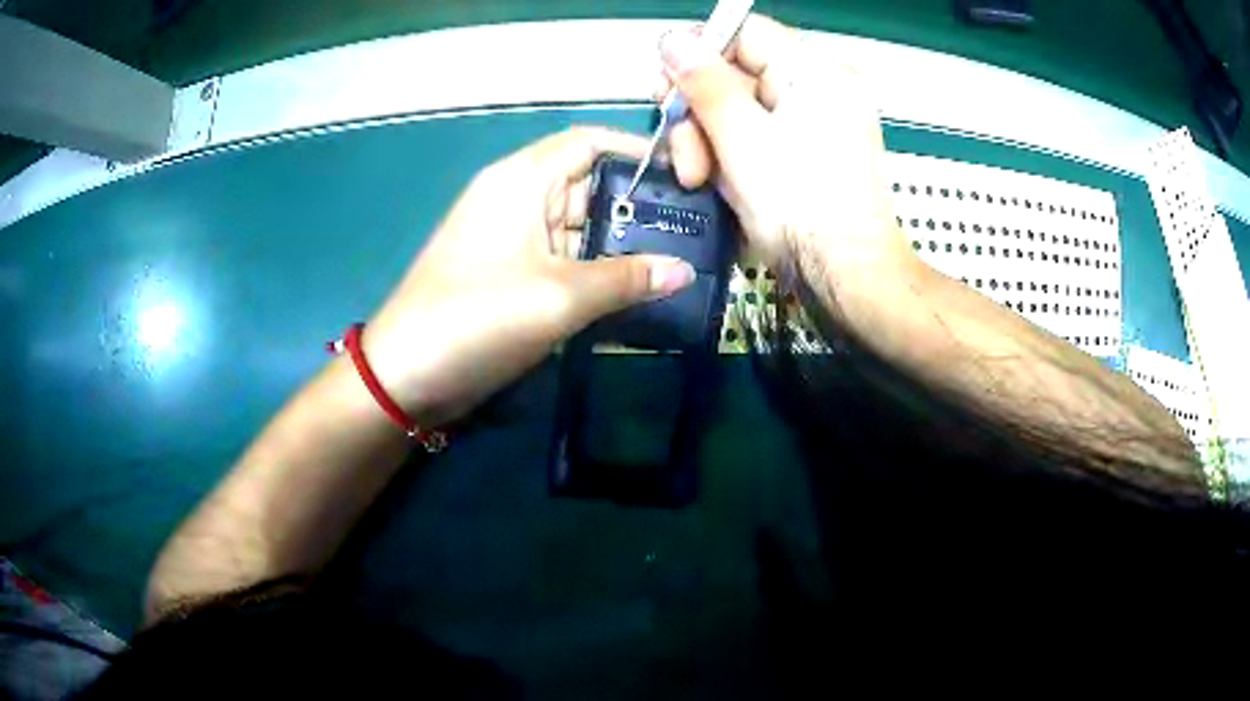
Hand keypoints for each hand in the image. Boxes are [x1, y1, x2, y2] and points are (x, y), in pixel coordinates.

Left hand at [362, 127, 696, 425]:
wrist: (405, 375)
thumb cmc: (479, 317)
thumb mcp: (560, 296)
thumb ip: (627, 279)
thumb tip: (685, 271)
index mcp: (522, 179)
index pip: (590, 142)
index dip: (638, 151)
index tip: (687, 175)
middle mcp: (517, 197)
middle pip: (588, 184)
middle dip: (638, 206)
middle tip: (695, 231)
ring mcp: (511, 237)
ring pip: (577, 226)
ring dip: (620, 244)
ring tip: (678, 262)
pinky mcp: (509, 271)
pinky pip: (562, 258)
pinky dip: (595, 270)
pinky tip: (636, 289)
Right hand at [658, 15, 913, 277]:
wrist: (847, 278)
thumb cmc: (802, 210)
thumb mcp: (742, 140)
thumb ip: (704, 83)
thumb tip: (673, 39)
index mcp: (815, 72)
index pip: (743, 32)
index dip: (698, 53)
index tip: (668, 88)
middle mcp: (819, 88)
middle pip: (737, 71)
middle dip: (698, 109)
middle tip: (680, 148)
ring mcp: (815, 120)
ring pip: (739, 106)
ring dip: (707, 138)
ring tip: (696, 178)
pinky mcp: (807, 150)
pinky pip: (756, 133)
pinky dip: (730, 154)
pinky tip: (718, 182)